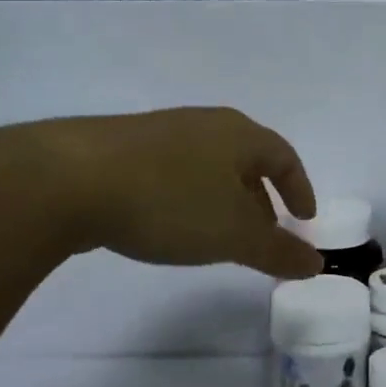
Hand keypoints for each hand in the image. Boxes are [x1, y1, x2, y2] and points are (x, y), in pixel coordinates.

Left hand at [26, 108, 322, 277]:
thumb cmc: (169, 201)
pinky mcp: (123, 150)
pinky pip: (175, 173)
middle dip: (262, 199)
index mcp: (238, 134)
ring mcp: (160, 133)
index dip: (300, 189)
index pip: (285, 156)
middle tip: (265, 235)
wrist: (69, 179)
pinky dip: (190, 199)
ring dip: (225, 201)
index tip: (305, 220)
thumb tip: (317, 262)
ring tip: (220, 236)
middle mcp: (204, 124)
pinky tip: (171, 226)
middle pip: (247, 160)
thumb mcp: (233, 234)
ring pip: (209, 167)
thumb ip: (278, 250)